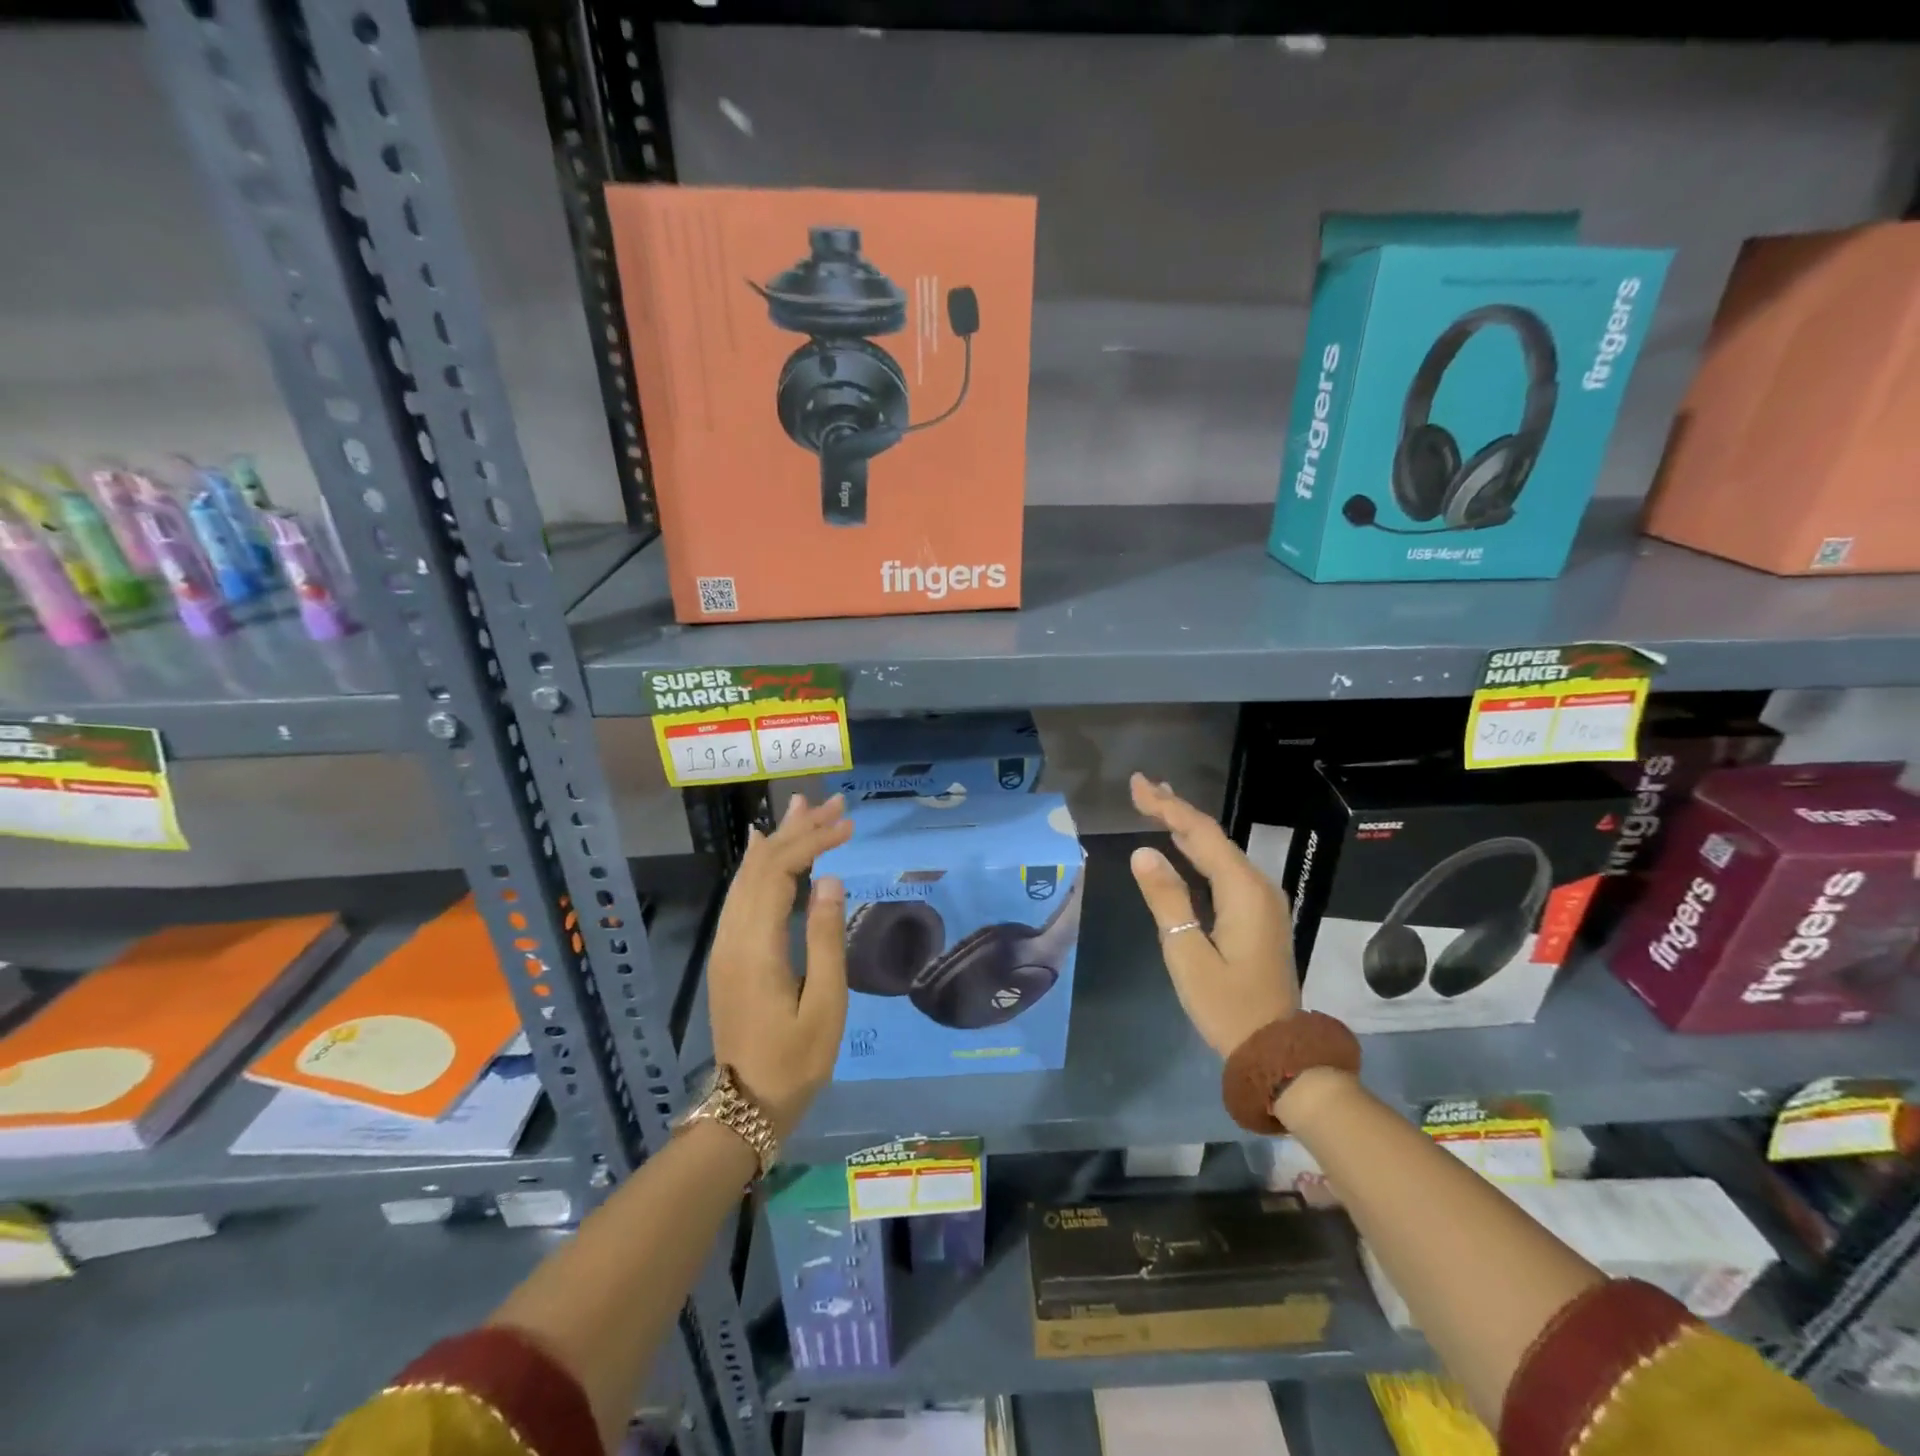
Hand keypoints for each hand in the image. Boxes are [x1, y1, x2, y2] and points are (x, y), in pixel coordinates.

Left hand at [706, 792, 853, 1137]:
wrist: (746, 1105)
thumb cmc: (795, 1060)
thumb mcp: (826, 1004)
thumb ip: (827, 938)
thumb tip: (831, 879)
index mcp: (757, 946)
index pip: (779, 872)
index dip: (812, 842)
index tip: (848, 825)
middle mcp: (734, 935)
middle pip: (760, 865)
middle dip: (797, 830)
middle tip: (832, 803)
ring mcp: (727, 943)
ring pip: (748, 876)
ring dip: (778, 840)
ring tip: (803, 808)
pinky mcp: (730, 953)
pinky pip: (741, 893)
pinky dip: (759, 863)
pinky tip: (765, 848)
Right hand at [1127, 773, 1297, 1056]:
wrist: (1277, 1050)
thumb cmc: (1228, 1006)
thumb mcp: (1187, 954)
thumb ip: (1167, 900)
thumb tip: (1143, 853)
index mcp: (1243, 890)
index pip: (1200, 833)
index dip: (1167, 805)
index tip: (1137, 785)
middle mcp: (1257, 886)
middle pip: (1212, 837)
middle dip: (1175, 809)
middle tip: (1141, 788)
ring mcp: (1261, 901)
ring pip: (1219, 852)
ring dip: (1186, 828)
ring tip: (1157, 805)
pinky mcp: (1257, 916)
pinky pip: (1224, 870)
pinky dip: (1198, 852)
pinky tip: (1182, 848)